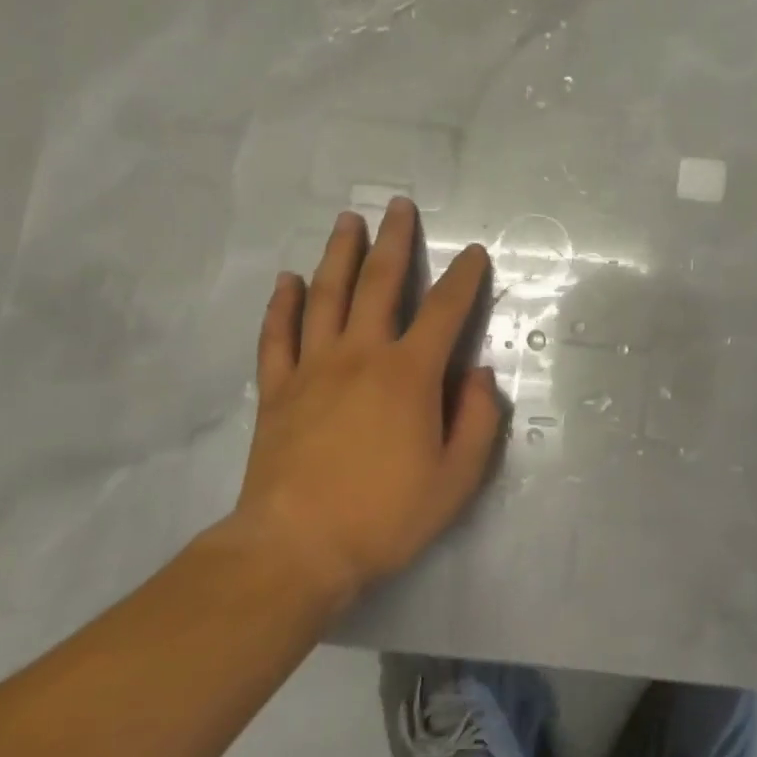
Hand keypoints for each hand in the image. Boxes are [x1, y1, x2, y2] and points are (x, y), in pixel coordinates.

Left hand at [233, 198, 505, 605]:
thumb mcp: (456, 479)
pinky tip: (288, 280)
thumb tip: (479, 376)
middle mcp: (361, 355)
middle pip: (379, 283)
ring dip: (339, 254)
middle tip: (398, 206)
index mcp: (409, 374)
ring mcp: (313, 368)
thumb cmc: (385, 516)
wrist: (295, 551)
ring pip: (326, 296)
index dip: (464, 278)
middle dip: (394, 241)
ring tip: (347, 221)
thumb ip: (478, 421)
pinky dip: (283, 305)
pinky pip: (278, 336)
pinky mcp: (277, 390)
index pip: (444, 311)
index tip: (474, 253)